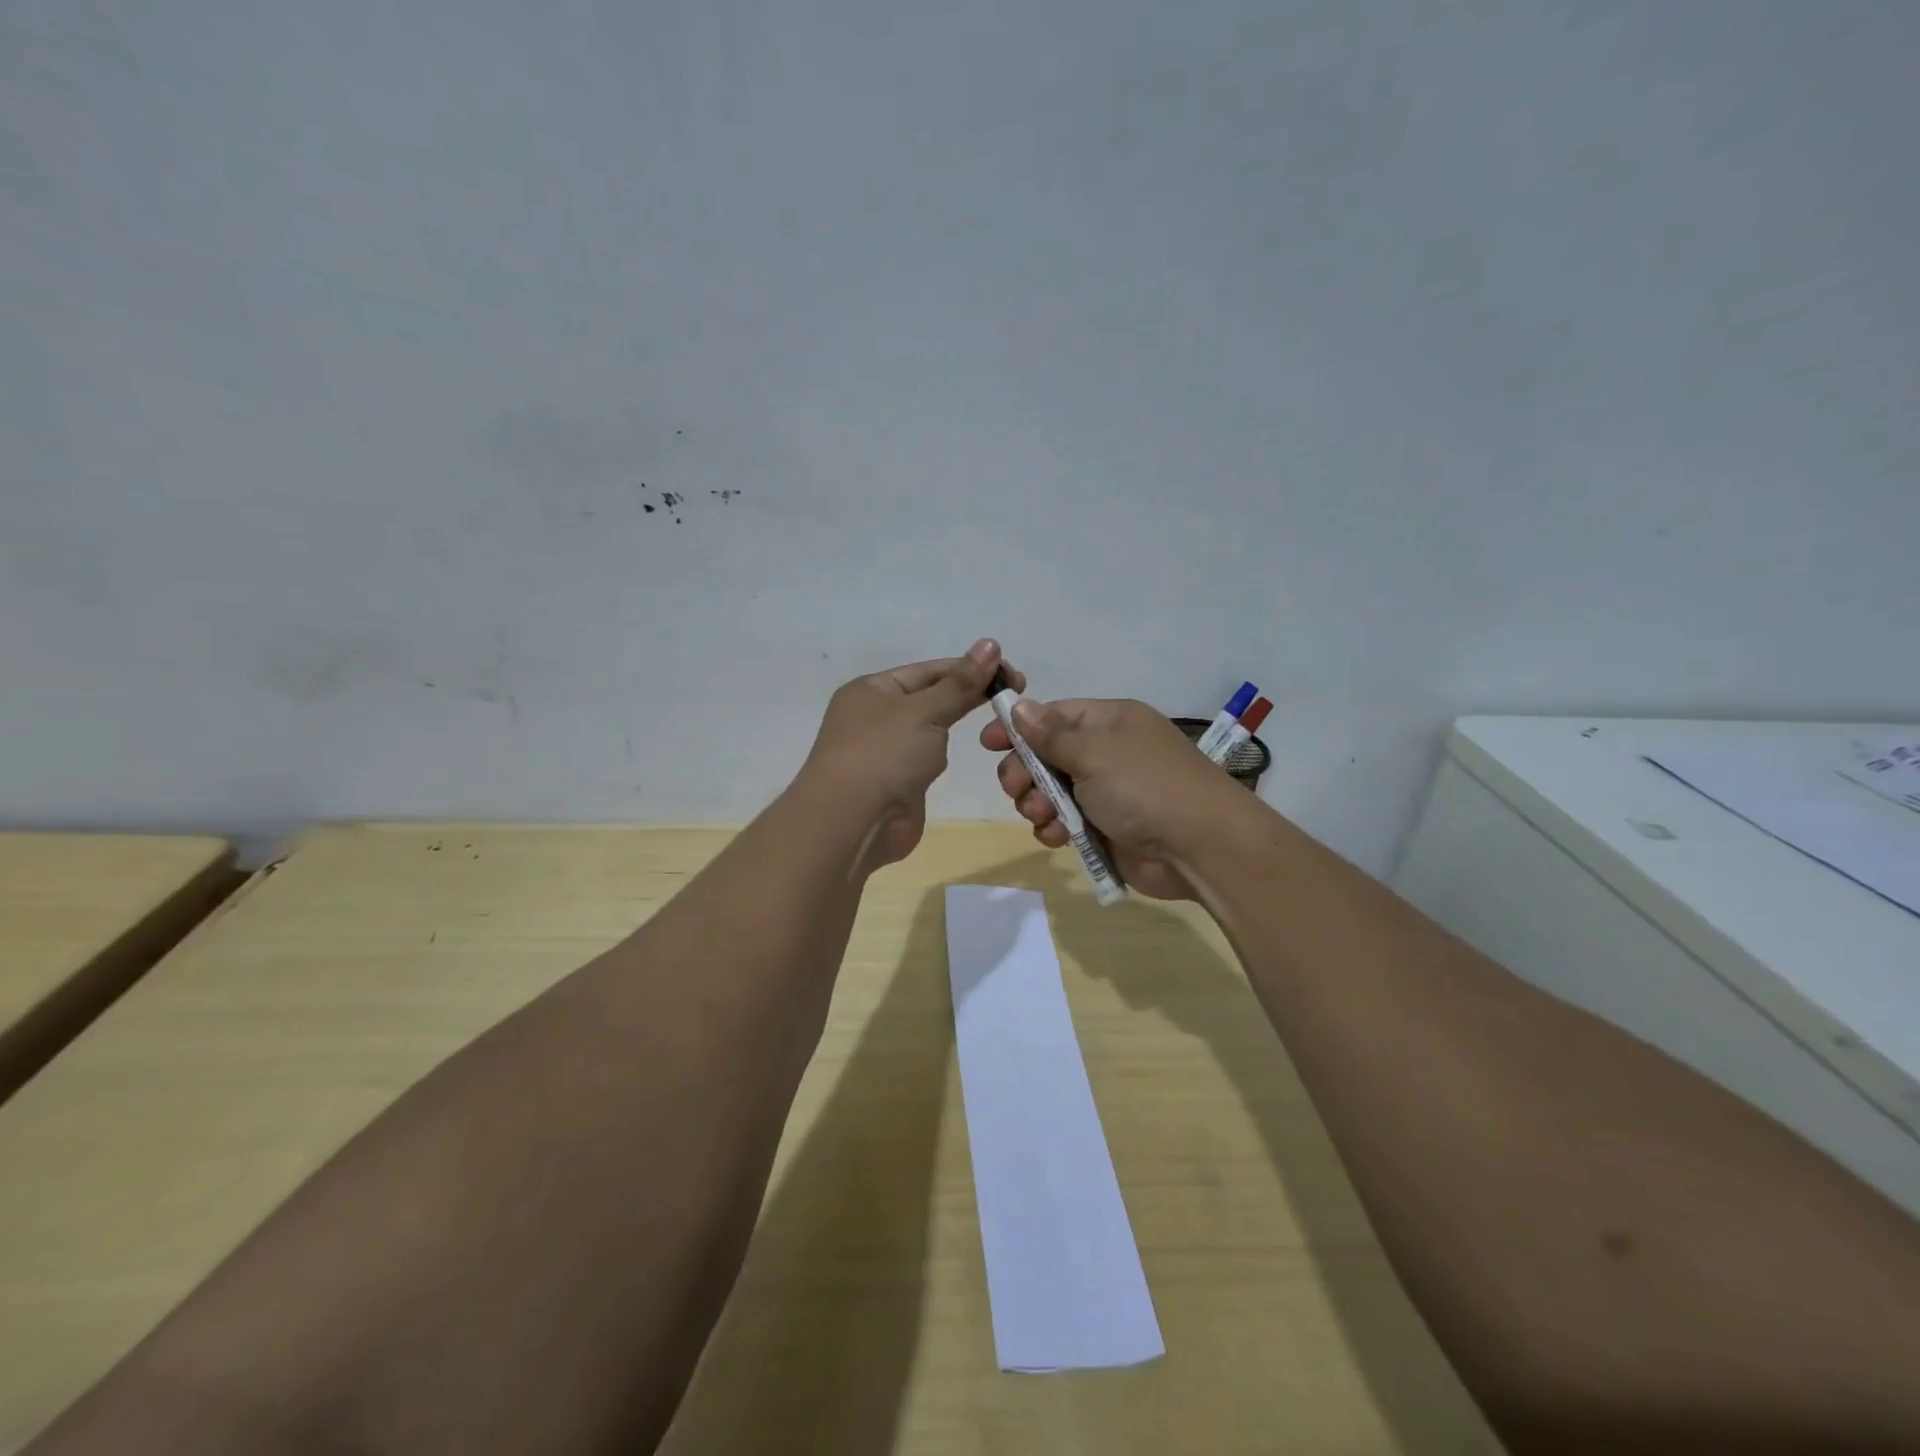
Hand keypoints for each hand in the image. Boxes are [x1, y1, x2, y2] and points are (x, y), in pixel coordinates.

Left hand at [801, 639, 1023, 871]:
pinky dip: (944, 754)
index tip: (1012, 675)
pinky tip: (959, 755)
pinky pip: (927, 758)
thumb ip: (960, 683)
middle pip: (930, 696)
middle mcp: (875, 716)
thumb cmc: (884, 754)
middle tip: (1015, 694)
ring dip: (955, 723)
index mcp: (872, 689)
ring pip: (930, 727)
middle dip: (968, 694)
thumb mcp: (924, 711)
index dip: (970, 668)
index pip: (929, 670)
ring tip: (997, 722)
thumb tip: (990, 644)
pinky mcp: (898, 781)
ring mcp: (885, 750)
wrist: (853, 823)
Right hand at [980, 697, 1243, 899]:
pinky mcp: (1105, 828)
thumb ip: (1050, 734)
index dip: (1019, 728)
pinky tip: (1056, 837)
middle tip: (1015, 788)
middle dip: (1024, 772)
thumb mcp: (1094, 752)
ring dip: (1036, 803)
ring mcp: (1106, 792)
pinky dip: (1054, 828)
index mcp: (1108, 722)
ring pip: (1050, 792)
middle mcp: (1106, 753)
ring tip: (1041, 815)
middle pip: (1046, 756)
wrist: (1199, 847)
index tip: (988, 743)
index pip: (1053, 716)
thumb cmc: (1145, 787)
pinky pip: (1065, 822)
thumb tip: (1019, 705)